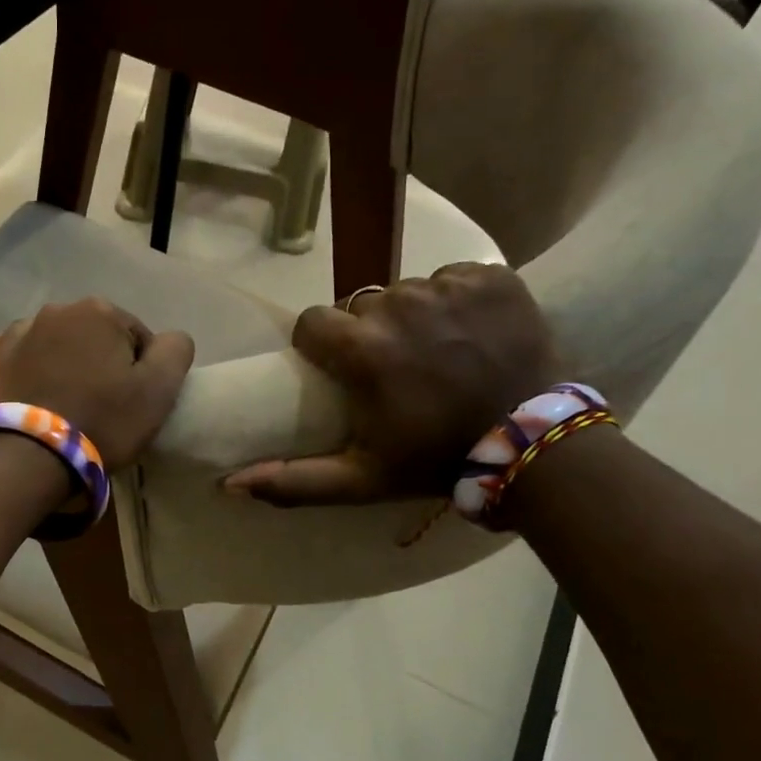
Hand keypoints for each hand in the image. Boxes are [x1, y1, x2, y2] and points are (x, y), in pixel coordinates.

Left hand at [0, 298, 194, 469]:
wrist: (27, 454)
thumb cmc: (102, 421)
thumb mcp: (158, 390)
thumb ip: (175, 351)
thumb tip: (170, 338)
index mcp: (100, 311)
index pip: (138, 338)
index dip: (141, 373)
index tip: (133, 405)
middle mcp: (59, 310)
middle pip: (98, 339)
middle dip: (104, 366)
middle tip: (104, 409)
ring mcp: (22, 332)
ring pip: (63, 349)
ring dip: (71, 369)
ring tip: (71, 409)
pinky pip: (31, 362)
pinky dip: (40, 376)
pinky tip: (43, 405)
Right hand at [223, 264, 561, 505]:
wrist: (531, 445)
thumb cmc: (433, 460)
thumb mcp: (358, 480)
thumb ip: (293, 480)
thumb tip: (229, 484)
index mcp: (361, 349)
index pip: (312, 322)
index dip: (321, 346)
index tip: (342, 370)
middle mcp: (398, 305)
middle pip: (360, 306)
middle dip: (367, 333)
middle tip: (395, 370)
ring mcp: (448, 286)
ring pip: (406, 290)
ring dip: (412, 316)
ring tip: (437, 352)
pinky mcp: (491, 276)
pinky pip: (453, 278)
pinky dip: (456, 300)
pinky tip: (471, 332)